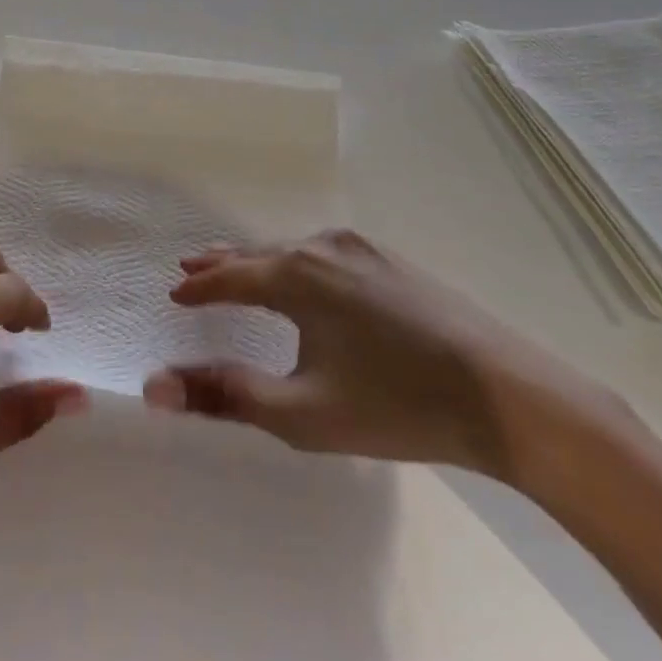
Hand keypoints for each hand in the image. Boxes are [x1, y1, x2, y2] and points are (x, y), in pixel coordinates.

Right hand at [142, 228, 622, 487]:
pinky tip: (304, 278)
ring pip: (293, 250)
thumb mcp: (301, 413)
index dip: (199, 287)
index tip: (174, 293)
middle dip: (224, 263)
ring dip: (261, 261)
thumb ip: (226, 395)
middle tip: (192, 267)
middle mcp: (324, 247)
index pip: (231, 276)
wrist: (507, 395)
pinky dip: (297, 262)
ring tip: (240, 268)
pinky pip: (324, 254)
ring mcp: (362, 249)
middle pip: (260, 253)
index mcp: (297, 276)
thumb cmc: (395, 405)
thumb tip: (154, 386)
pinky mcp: (391, 261)